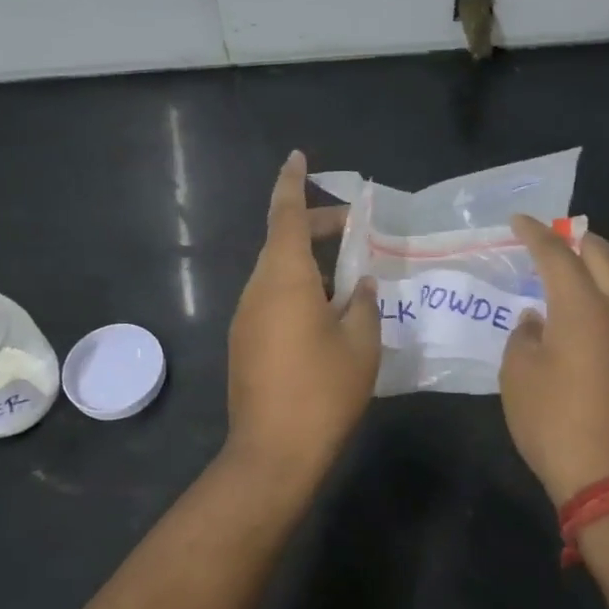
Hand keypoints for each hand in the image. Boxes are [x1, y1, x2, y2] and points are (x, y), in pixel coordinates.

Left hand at [225, 151, 380, 486]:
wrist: (273, 452)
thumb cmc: (322, 391)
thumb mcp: (361, 343)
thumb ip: (364, 304)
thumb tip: (363, 286)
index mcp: (284, 278)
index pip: (286, 214)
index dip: (292, 181)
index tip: (298, 156)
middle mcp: (257, 289)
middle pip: (283, 242)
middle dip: (317, 228)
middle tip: (355, 231)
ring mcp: (245, 318)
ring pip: (277, 273)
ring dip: (310, 265)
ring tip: (350, 279)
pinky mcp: (244, 343)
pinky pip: (271, 300)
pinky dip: (298, 292)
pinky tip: (327, 316)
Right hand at [500, 215, 608, 504]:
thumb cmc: (554, 422)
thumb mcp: (518, 376)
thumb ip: (524, 337)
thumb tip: (537, 321)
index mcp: (583, 308)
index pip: (557, 255)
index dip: (535, 234)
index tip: (517, 221)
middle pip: (602, 257)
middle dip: (575, 240)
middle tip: (548, 240)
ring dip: (590, 275)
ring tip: (558, 283)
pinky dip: (598, 306)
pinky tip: (576, 327)